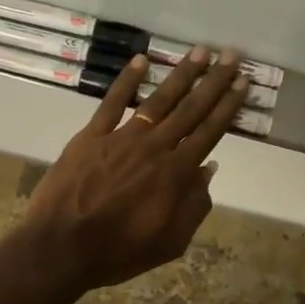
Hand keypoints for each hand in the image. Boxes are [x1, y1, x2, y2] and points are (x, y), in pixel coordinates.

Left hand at [23, 48, 248, 289]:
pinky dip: (127, 80)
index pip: (209, 132)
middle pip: (191, 109)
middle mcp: (154, 148)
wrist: (61, 248)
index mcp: (175, 174)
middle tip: (231, 56)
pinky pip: (112, 102)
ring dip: (181, 74)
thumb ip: (194, 206)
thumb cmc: (118, 252)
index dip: (228, 106)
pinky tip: (142, 60)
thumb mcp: (170, 242)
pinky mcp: (91, 136)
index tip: (242, 83)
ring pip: (158, 99)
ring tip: (200, 51)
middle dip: (214, 81)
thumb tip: (209, 169)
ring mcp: (122, 138)